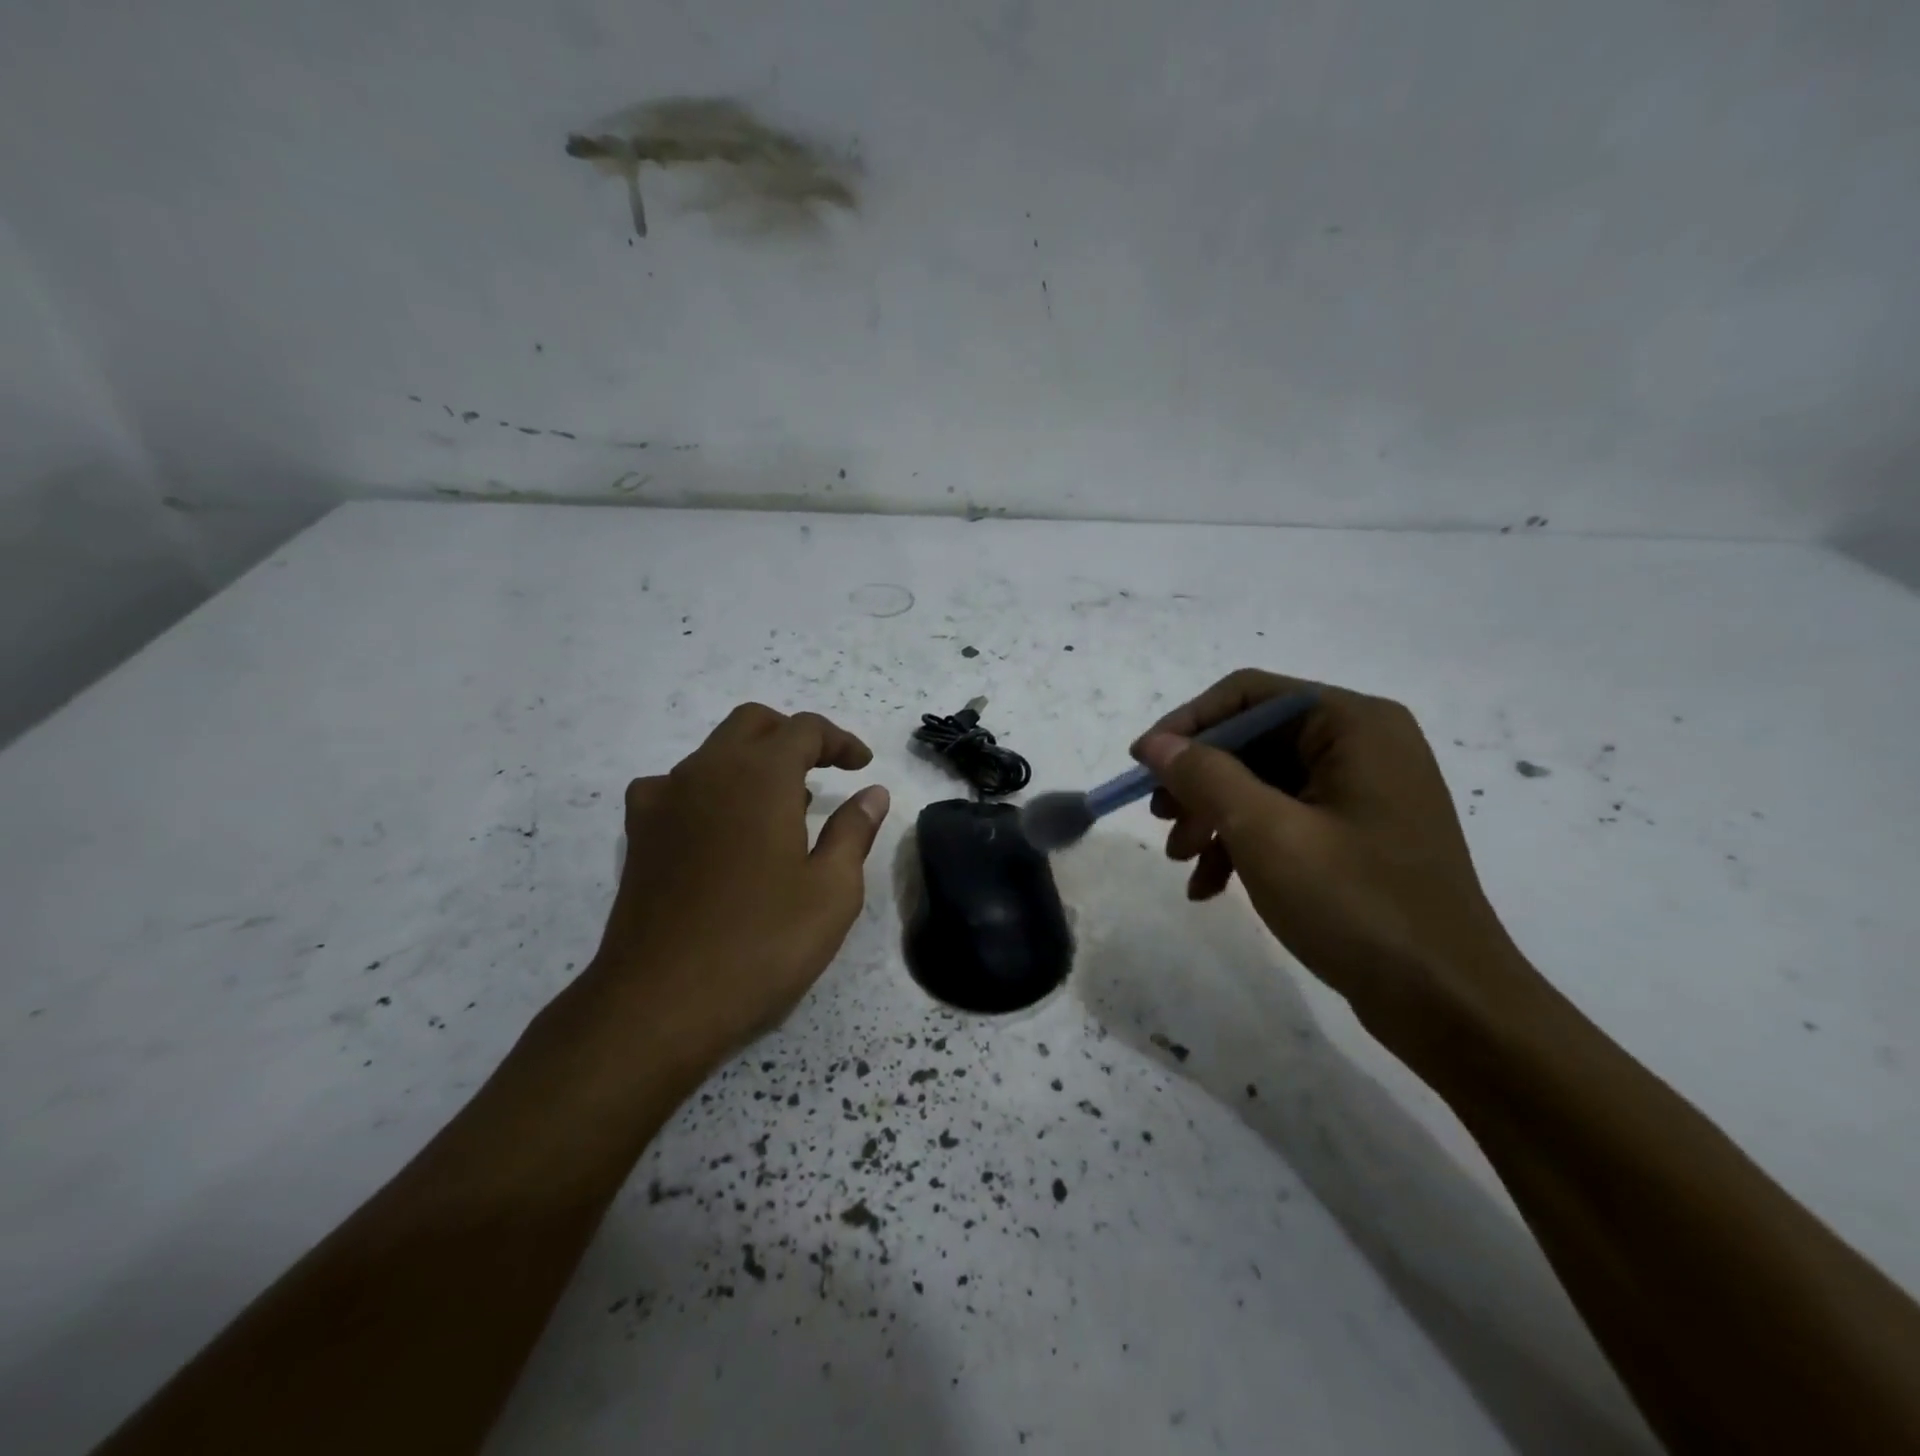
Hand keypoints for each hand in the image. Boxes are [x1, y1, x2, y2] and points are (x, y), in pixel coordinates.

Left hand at [587, 703, 890, 1074]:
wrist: (658, 1003)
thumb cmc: (761, 944)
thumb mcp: (831, 891)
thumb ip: (854, 831)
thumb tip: (873, 793)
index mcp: (760, 777)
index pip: (804, 729)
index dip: (839, 741)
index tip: (862, 767)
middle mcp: (707, 772)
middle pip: (753, 724)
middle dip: (793, 737)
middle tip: (824, 770)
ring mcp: (664, 800)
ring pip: (713, 752)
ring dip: (753, 761)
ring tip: (782, 807)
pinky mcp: (639, 834)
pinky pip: (676, 786)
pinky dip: (709, 789)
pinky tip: (721, 828)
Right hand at [1133, 669, 1538, 1051]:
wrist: (1448, 1005)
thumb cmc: (1357, 904)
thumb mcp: (1265, 833)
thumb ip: (1205, 776)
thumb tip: (1155, 742)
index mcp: (1353, 724)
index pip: (1248, 695)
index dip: (1187, 725)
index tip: (1142, 765)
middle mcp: (1362, 745)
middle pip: (1252, 741)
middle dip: (1199, 782)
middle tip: (1162, 822)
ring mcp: (1363, 792)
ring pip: (1261, 784)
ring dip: (1213, 818)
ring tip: (1181, 861)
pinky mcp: (1359, 835)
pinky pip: (1284, 819)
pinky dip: (1242, 845)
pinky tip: (1211, 887)